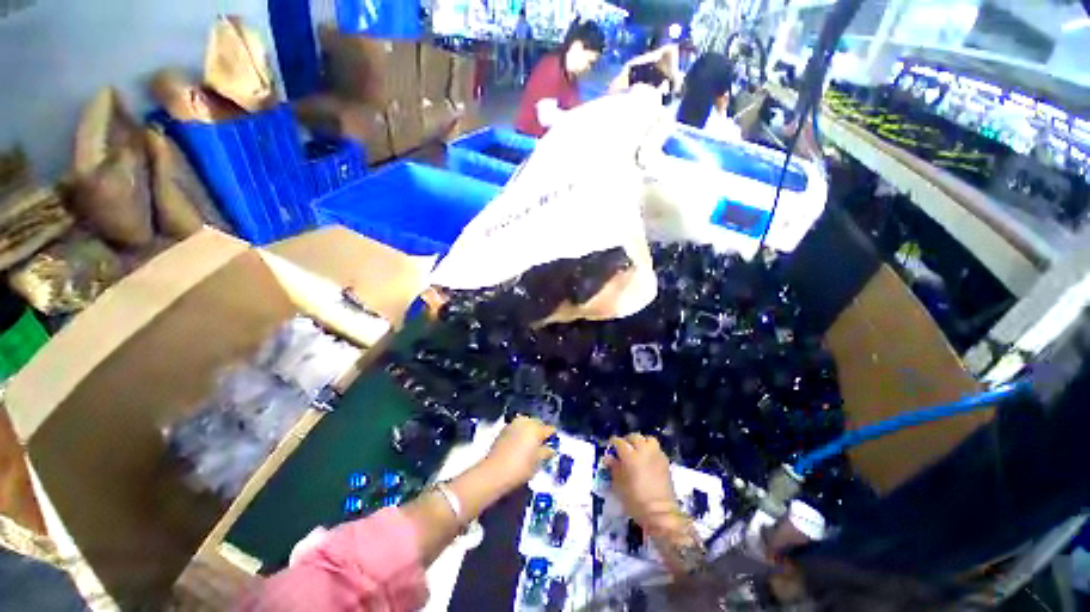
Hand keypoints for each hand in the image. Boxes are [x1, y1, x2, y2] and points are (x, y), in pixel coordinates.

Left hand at [482, 416, 555, 490]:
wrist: (494, 472)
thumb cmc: (520, 468)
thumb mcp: (537, 462)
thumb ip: (546, 452)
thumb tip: (550, 449)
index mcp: (536, 429)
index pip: (549, 429)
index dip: (552, 436)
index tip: (552, 442)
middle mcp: (526, 422)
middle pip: (537, 423)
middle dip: (540, 431)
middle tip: (541, 443)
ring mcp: (513, 424)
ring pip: (526, 423)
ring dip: (530, 430)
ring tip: (530, 443)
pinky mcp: (504, 429)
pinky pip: (517, 427)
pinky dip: (520, 432)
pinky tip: (519, 443)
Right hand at [605, 433, 678, 527]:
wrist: (661, 514)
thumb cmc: (636, 501)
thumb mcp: (619, 486)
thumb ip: (614, 468)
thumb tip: (609, 458)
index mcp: (630, 456)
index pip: (619, 442)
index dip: (613, 443)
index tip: (610, 447)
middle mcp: (644, 451)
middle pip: (634, 437)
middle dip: (627, 441)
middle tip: (623, 449)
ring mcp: (656, 455)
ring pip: (648, 439)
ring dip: (641, 442)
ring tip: (638, 451)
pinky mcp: (665, 461)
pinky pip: (656, 449)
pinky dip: (650, 450)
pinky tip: (648, 460)